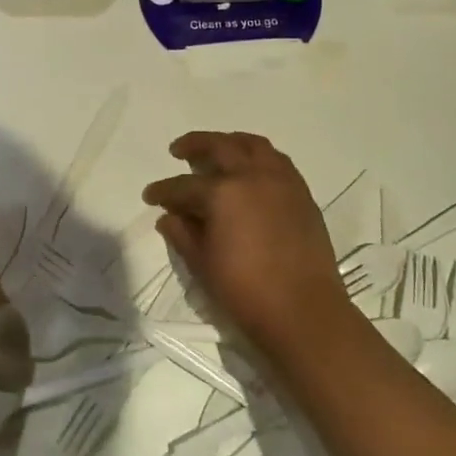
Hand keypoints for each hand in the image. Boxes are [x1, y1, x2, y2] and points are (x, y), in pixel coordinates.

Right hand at [143, 132, 347, 354]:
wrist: (304, 312)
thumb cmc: (245, 291)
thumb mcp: (202, 264)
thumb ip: (182, 234)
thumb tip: (168, 217)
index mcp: (223, 193)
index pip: (184, 186)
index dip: (163, 191)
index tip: (150, 195)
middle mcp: (253, 177)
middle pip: (220, 147)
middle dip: (195, 145)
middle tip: (178, 151)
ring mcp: (282, 182)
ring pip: (254, 146)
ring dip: (231, 142)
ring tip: (218, 150)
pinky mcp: (302, 195)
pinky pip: (277, 162)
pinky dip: (258, 157)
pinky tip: (250, 171)